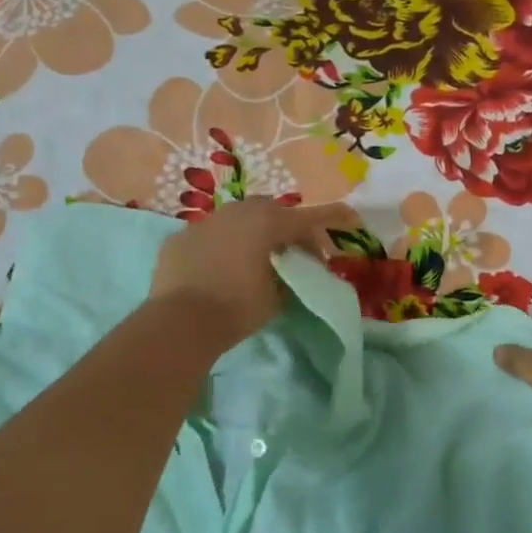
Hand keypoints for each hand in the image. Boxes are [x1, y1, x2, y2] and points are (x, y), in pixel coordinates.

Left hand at [150, 200, 350, 348]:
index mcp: (265, 223)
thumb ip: (286, 277)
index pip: (309, 218)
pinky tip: (219, 268)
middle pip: (271, 209)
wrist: (179, 322)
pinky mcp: (179, 239)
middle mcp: (235, 213)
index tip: (352, 219)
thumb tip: (285, 273)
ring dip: (251, 232)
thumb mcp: (276, 297)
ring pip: (236, 218)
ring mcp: (203, 223)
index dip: (333, 218)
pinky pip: (208, 236)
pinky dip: (221, 246)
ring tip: (255, 258)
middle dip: (287, 226)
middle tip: (295, 252)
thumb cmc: (236, 308)